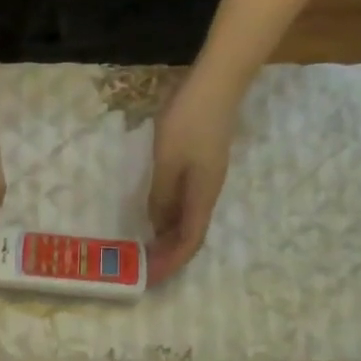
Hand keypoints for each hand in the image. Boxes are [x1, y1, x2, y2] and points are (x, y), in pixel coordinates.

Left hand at [146, 87, 235, 280]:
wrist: (217, 83)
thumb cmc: (190, 120)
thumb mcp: (167, 160)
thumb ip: (161, 195)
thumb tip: (157, 226)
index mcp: (203, 196)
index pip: (189, 242)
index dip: (170, 263)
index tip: (149, 277)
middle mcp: (208, 194)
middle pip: (190, 236)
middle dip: (168, 256)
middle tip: (142, 268)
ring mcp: (206, 180)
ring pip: (188, 221)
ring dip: (168, 239)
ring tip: (145, 250)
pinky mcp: (202, 168)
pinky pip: (186, 204)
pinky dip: (170, 218)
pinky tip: (154, 217)